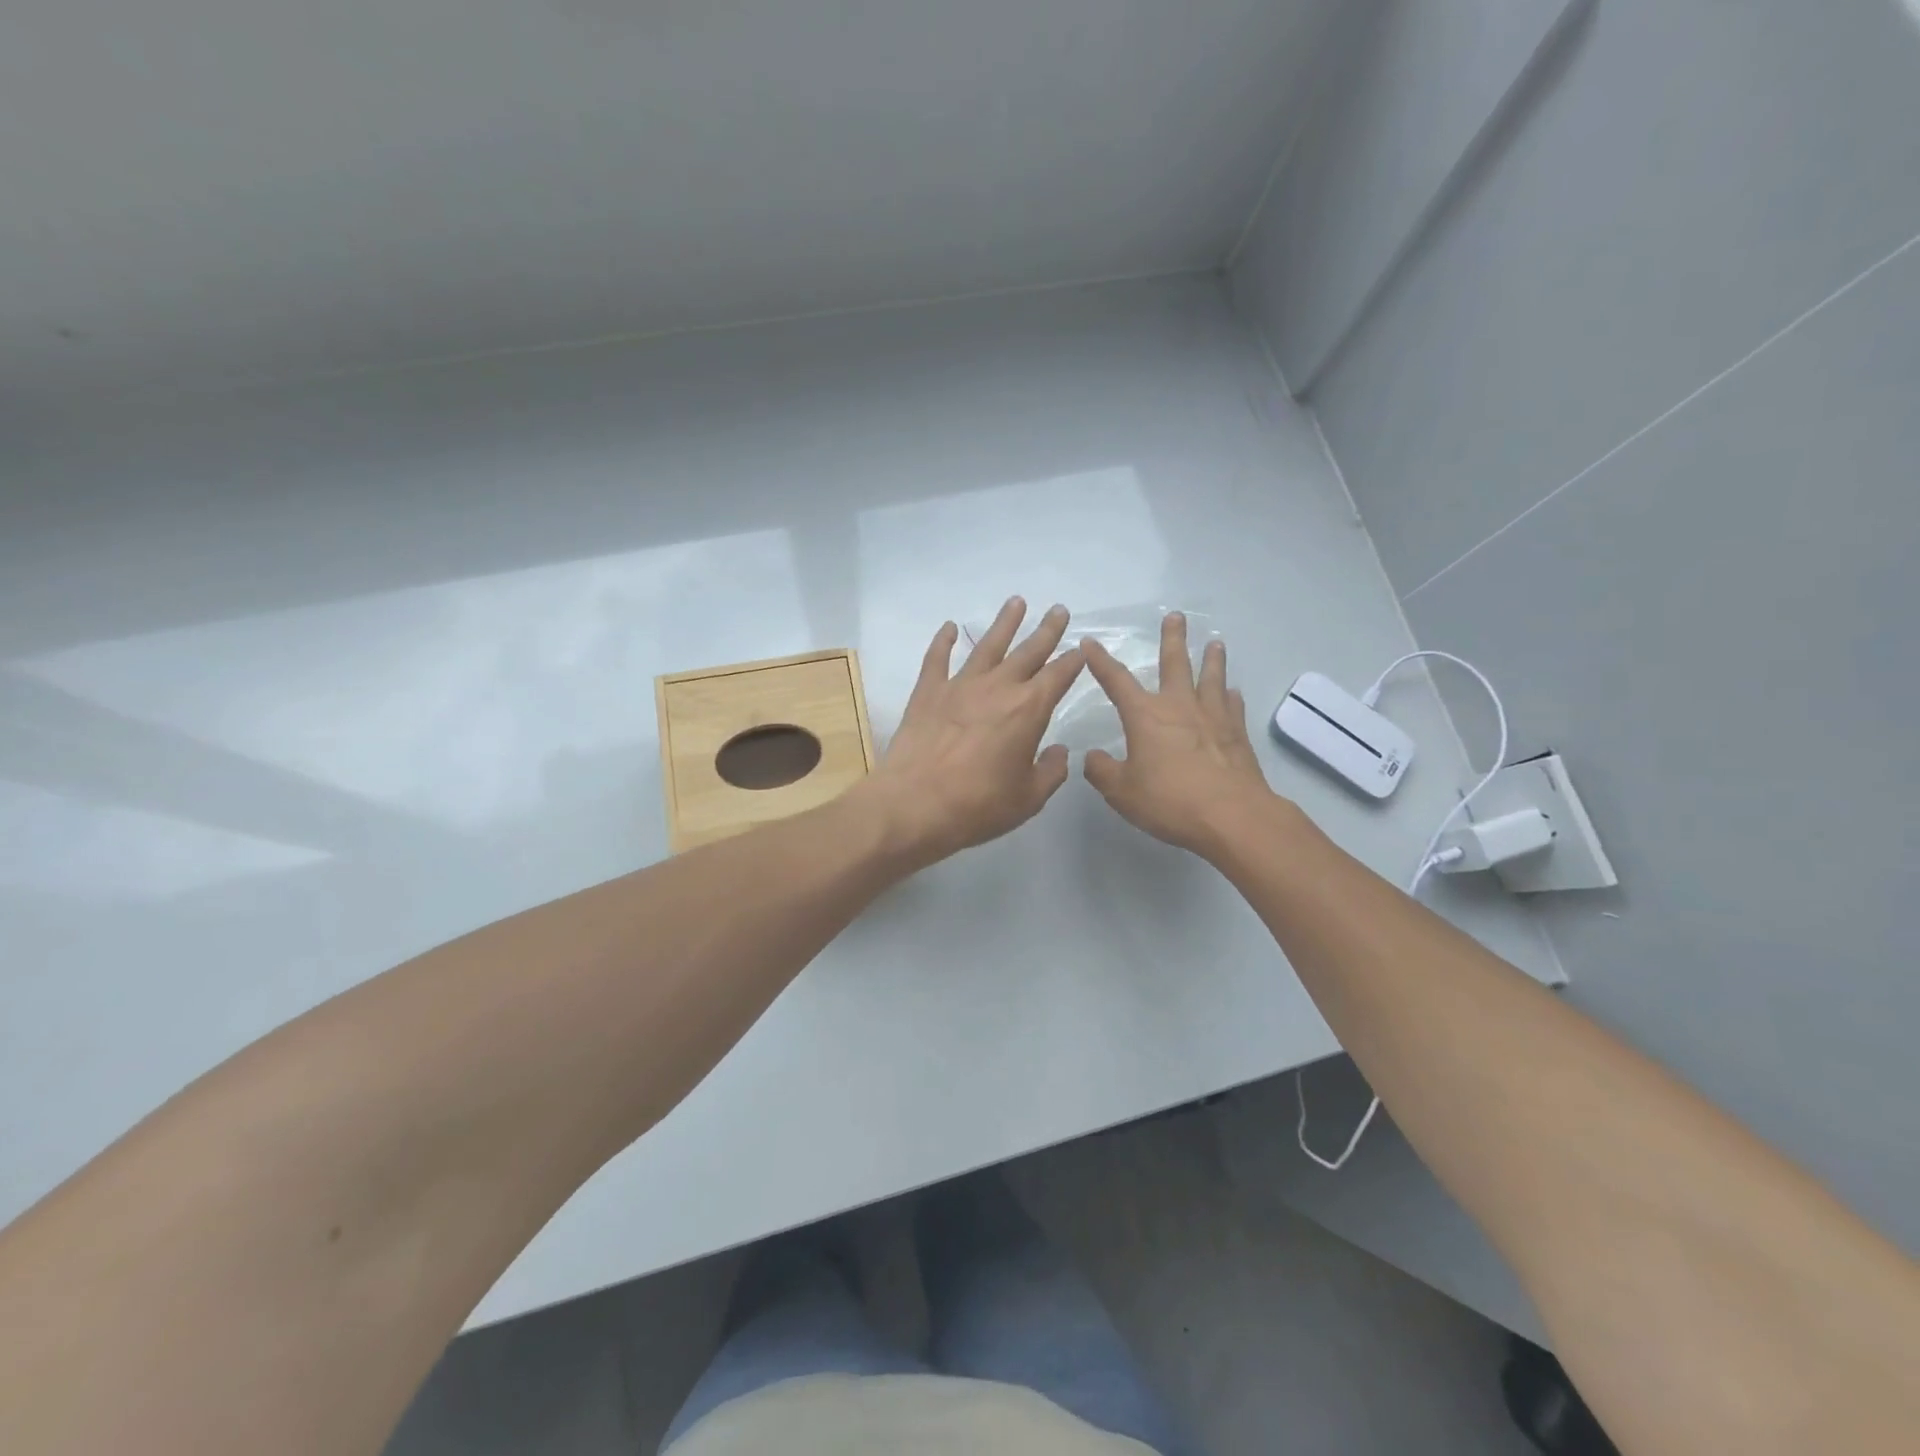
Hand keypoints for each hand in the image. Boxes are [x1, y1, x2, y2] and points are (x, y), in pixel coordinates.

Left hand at [863, 598, 1085, 867]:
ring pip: (987, 645)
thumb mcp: (1028, 798)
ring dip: (1004, 623)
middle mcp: (998, 687)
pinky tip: (948, 627)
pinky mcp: (927, 692)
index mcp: (1029, 709)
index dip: (1073, 660)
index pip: (1058, 675)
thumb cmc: (979, 805)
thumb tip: (1058, 751)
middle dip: (1047, 630)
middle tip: (1059, 610)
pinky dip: (942, 641)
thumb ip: (1050, 771)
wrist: (915, 803)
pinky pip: (937, 658)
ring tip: (1016, 602)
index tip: (1082, 647)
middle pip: (1028, 651)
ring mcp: (960, 685)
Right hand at [1081, 613, 1280, 857]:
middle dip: (1172, 639)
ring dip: (1212, 660)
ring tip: (1215, 644)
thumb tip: (1092, 757)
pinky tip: (1233, 692)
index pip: (1116, 681)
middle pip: (1175, 664)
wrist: (1232, 816)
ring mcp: (1213, 718)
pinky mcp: (1237, 735)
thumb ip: (1102, 771)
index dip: (1100, 661)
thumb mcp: (1121, 792)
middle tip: (1175, 616)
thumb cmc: (1169, 801)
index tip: (1090, 642)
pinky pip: (1233, 707)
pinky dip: (1231, 697)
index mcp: (1145, 716)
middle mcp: (1179, 707)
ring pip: (1211, 679)